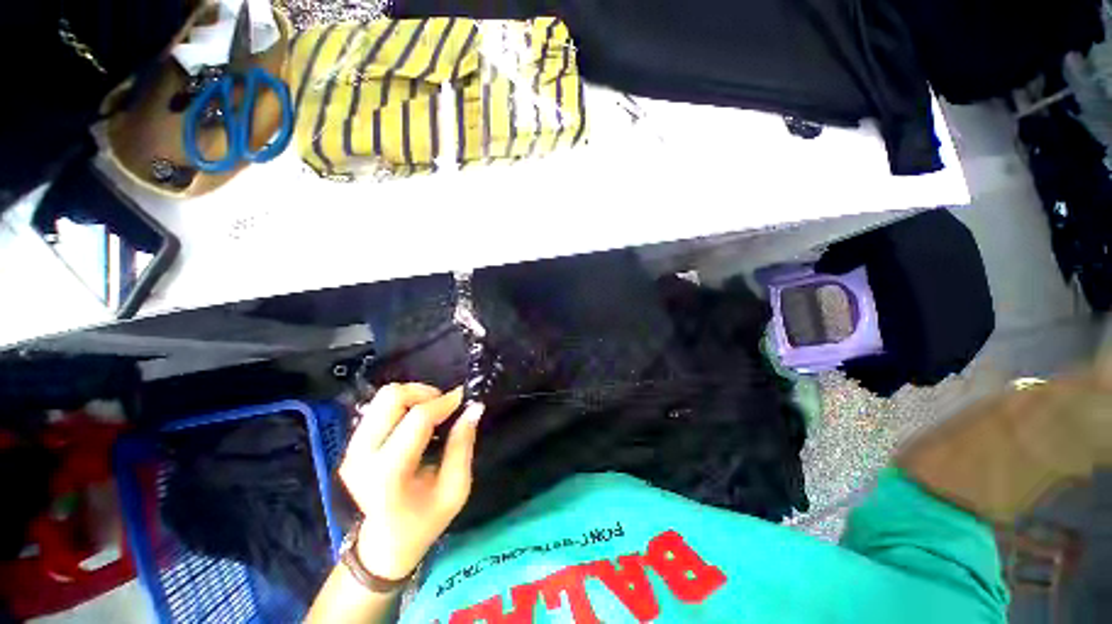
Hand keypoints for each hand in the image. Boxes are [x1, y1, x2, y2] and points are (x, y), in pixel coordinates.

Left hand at [339, 383, 483, 580]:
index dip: (445, 402)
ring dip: (414, 397)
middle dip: (425, 393)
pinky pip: (378, 408)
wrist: (384, 544)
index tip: (465, 398)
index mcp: (388, 474)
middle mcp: (362, 456)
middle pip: (392, 397)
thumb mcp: (455, 488)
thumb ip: (463, 445)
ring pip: (383, 397)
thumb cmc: (425, 520)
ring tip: (433, 413)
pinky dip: (403, 405)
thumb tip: (474, 408)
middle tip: (445, 407)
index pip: (417, 419)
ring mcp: (351, 449)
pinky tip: (417, 421)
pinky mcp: (351, 445)